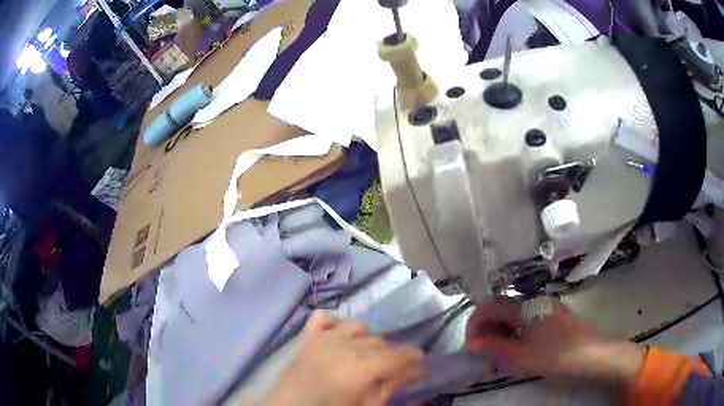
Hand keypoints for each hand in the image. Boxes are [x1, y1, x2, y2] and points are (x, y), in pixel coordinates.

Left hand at [265, 312, 424, 405]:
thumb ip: (388, 388)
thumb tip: (408, 372)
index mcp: (361, 368)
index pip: (398, 355)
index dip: (413, 360)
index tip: (421, 367)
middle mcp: (344, 346)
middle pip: (380, 342)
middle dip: (393, 354)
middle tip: (397, 369)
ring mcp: (323, 339)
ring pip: (357, 327)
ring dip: (368, 339)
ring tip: (369, 355)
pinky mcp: (307, 338)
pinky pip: (323, 319)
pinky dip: (336, 324)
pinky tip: (341, 335)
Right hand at [465, 298, 644, 384]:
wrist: (590, 354)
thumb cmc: (554, 354)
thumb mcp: (520, 355)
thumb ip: (494, 346)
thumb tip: (473, 343)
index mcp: (523, 306)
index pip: (489, 307)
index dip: (475, 324)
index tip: (471, 345)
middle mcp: (532, 301)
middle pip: (500, 310)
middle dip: (486, 331)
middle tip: (483, 355)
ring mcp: (543, 308)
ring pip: (512, 317)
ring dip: (500, 334)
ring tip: (497, 357)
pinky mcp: (551, 317)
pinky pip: (525, 322)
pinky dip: (514, 335)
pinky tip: (515, 351)